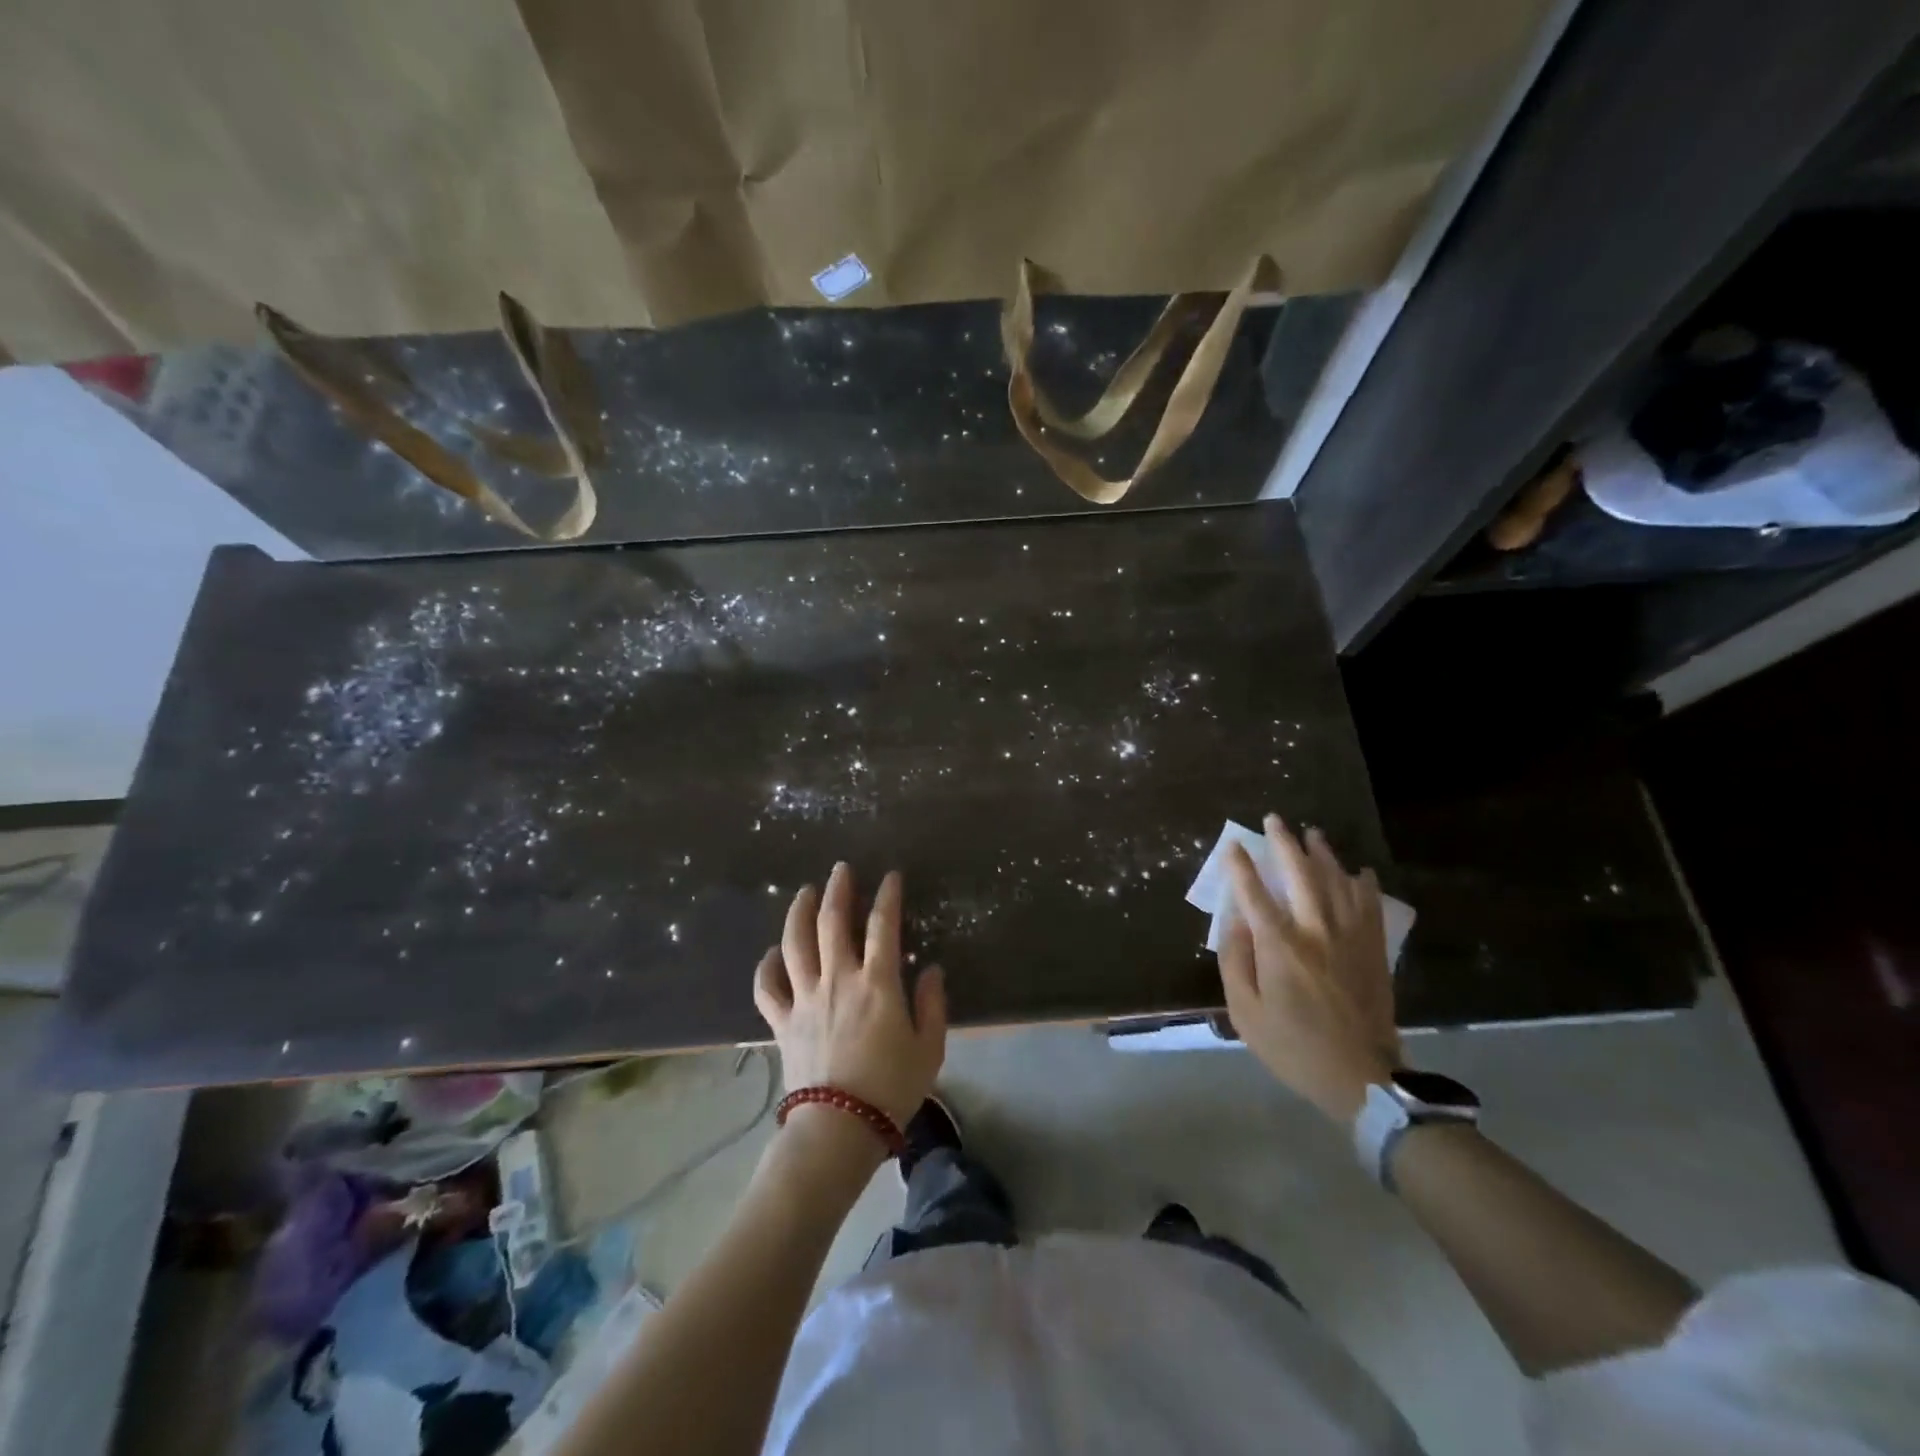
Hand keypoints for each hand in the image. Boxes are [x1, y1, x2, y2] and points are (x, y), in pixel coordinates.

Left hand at [753, 863, 947, 1130]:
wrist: (838, 1129)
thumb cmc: (891, 1089)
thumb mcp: (929, 1049)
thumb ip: (932, 1004)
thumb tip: (931, 969)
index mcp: (877, 983)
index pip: (883, 925)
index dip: (888, 896)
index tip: (891, 876)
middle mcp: (838, 979)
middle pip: (832, 921)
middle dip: (838, 889)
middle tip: (840, 869)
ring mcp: (805, 998)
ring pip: (796, 942)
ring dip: (799, 911)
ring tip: (804, 892)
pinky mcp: (782, 1022)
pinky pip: (767, 987)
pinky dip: (767, 966)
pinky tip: (773, 953)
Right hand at [1217, 815, 1400, 1122]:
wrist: (1361, 1078)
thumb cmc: (1293, 1047)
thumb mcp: (1246, 1012)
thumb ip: (1236, 962)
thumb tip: (1236, 921)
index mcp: (1280, 947)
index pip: (1255, 894)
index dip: (1241, 867)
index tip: (1233, 846)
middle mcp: (1316, 932)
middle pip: (1301, 876)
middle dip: (1285, 844)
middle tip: (1275, 820)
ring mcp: (1350, 939)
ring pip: (1338, 883)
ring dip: (1324, 855)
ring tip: (1313, 834)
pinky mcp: (1373, 952)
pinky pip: (1371, 907)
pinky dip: (1364, 885)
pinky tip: (1360, 871)